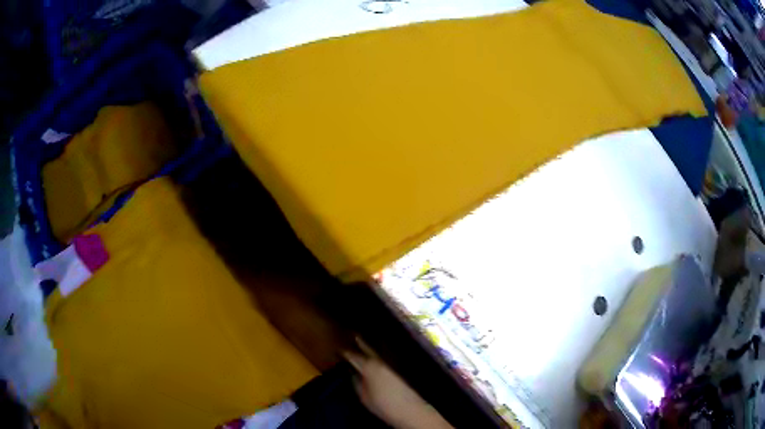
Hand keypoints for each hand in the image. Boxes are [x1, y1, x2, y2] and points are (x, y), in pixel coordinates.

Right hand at [345, 347, 451, 428]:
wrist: (410, 410)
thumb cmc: (384, 406)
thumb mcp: (364, 397)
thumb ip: (357, 383)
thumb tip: (353, 373)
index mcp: (369, 367)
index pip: (354, 356)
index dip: (345, 353)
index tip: (339, 350)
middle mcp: (381, 362)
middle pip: (369, 348)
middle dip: (361, 342)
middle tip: (354, 335)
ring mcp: (392, 364)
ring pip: (379, 351)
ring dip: (372, 345)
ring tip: (365, 340)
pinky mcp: (400, 368)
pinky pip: (387, 356)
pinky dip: (381, 352)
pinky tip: (379, 354)